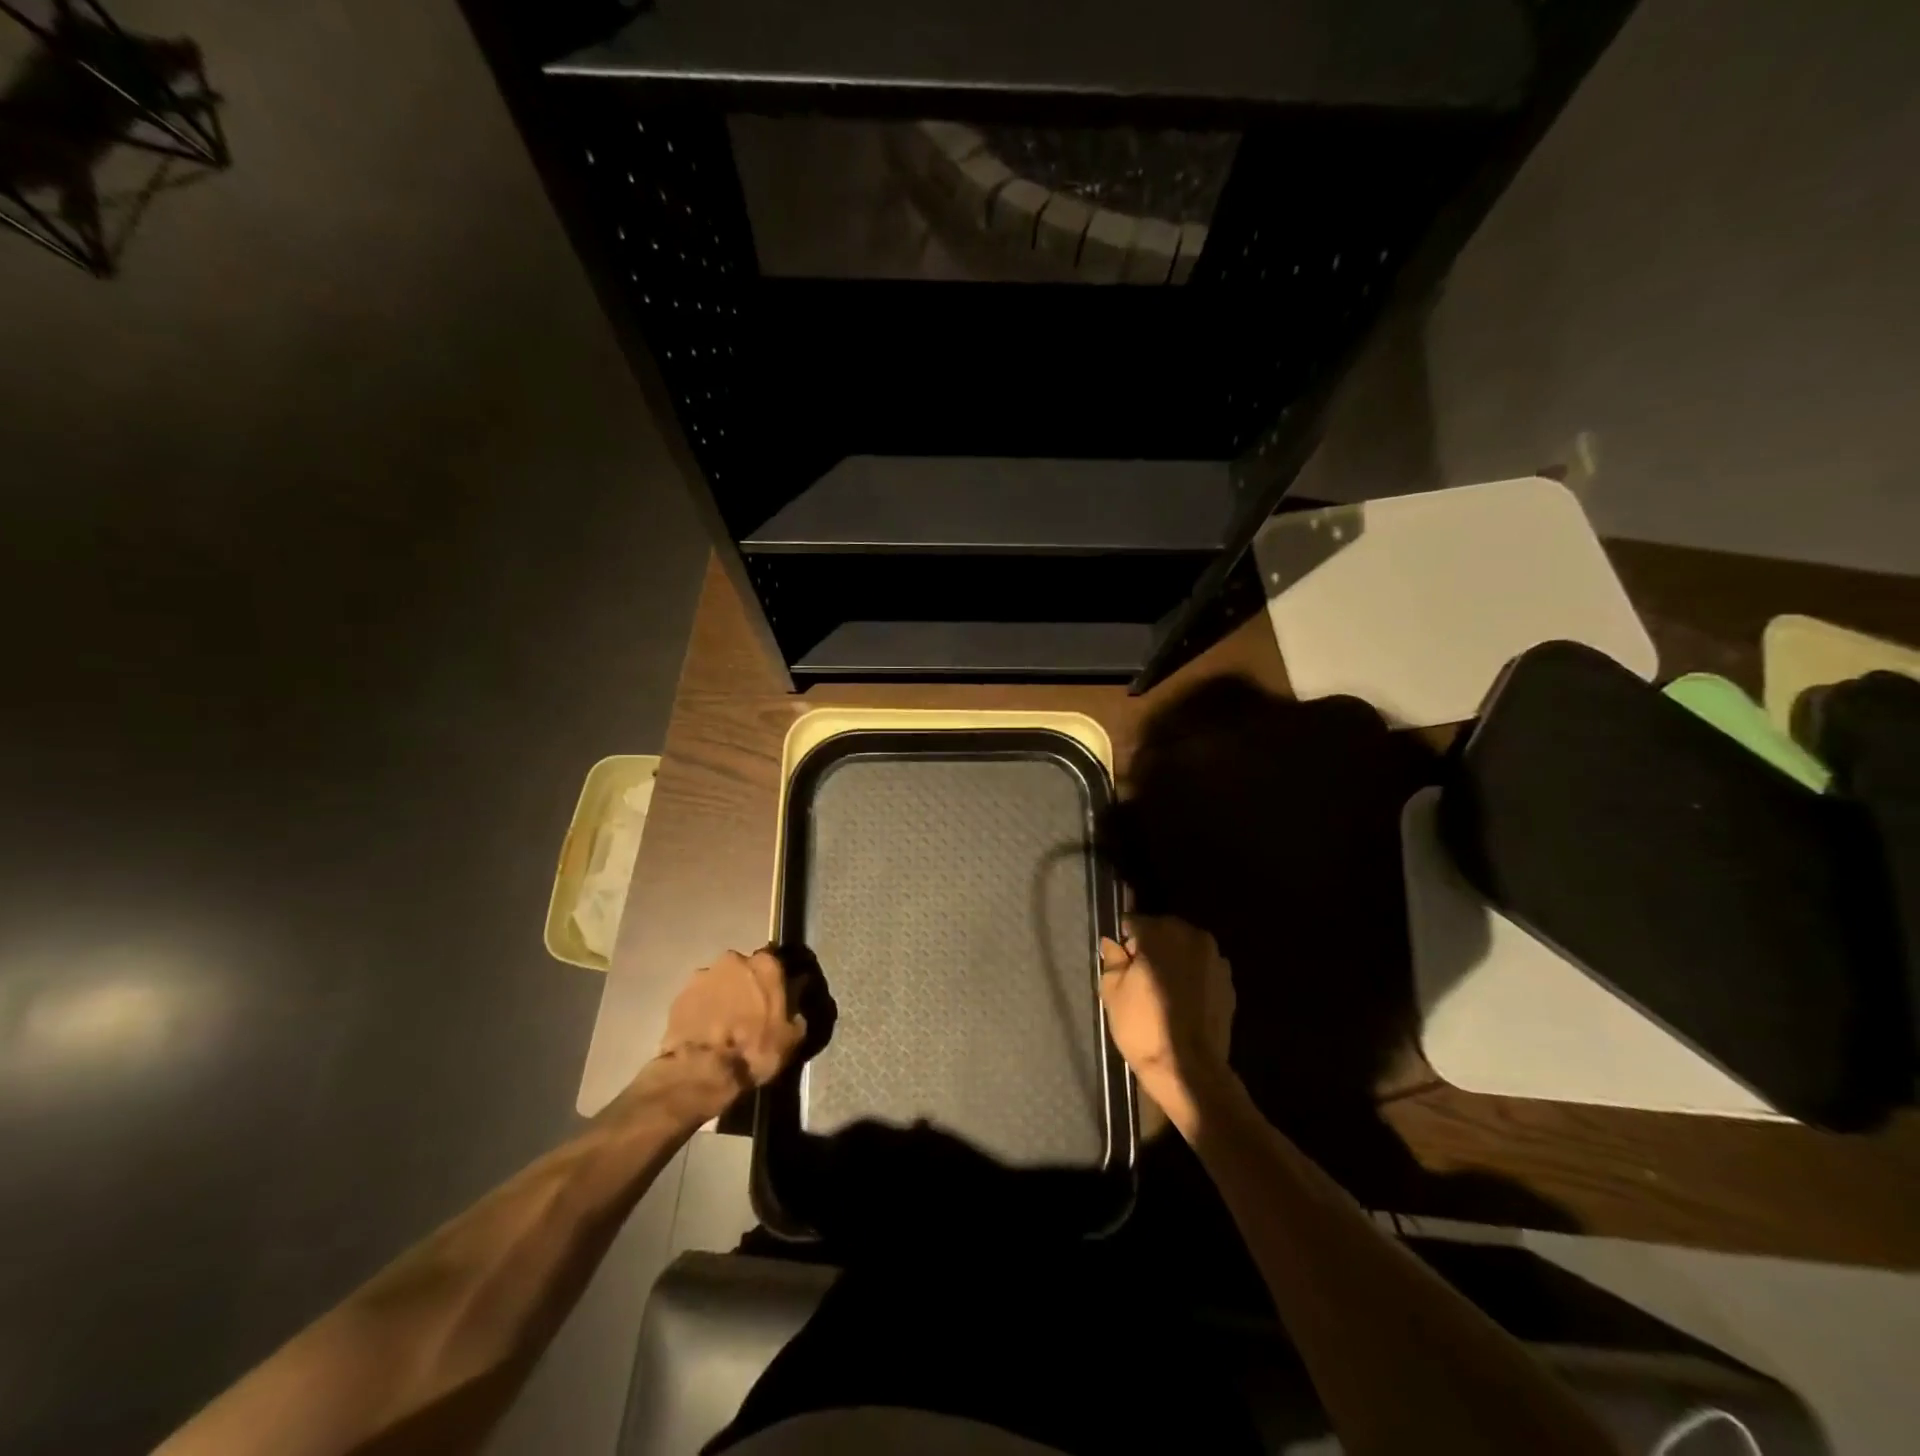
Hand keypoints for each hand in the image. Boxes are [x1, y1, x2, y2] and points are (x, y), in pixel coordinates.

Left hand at [655, 948, 808, 1110]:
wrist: (701, 1072)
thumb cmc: (754, 1051)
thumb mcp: (792, 1036)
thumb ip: (797, 1007)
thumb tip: (797, 992)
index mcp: (766, 964)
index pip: (777, 961)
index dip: (777, 980)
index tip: (778, 995)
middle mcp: (734, 960)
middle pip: (745, 968)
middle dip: (748, 984)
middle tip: (750, 1011)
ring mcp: (702, 975)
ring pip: (719, 981)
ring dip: (723, 995)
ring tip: (724, 1024)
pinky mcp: (679, 995)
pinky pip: (698, 998)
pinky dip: (703, 1009)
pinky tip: (706, 1031)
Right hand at [1099, 916, 1234, 1133]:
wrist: (1189, 1070)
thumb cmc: (1143, 1027)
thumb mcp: (1112, 992)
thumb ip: (1112, 960)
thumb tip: (1112, 944)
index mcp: (1160, 933)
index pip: (1134, 923)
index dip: (1124, 942)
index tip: (1121, 962)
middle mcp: (1192, 937)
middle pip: (1164, 931)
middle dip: (1151, 947)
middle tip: (1139, 976)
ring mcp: (1215, 960)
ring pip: (1186, 950)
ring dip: (1174, 960)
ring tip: (1162, 990)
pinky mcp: (1229, 983)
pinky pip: (1203, 970)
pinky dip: (1192, 977)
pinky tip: (1182, 1002)